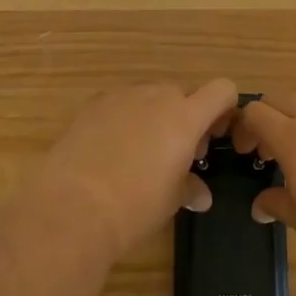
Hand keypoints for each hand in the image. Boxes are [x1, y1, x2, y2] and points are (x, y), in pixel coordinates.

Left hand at [33, 81, 238, 262]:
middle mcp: (156, 96)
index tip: (213, 137)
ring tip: (139, 154)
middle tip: (177, 154)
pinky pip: (119, 104)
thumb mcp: (171, 201)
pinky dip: (123, 119)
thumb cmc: (135, 205)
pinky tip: (110, 152)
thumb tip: (200, 195)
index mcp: (185, 116)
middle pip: (183, 93)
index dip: (224, 109)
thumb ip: (190, 188)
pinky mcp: (92, 104)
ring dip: (154, 117)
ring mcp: (122, 96)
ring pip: (150, 96)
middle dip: (186, 117)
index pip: (222, 90)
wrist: (71, 205)